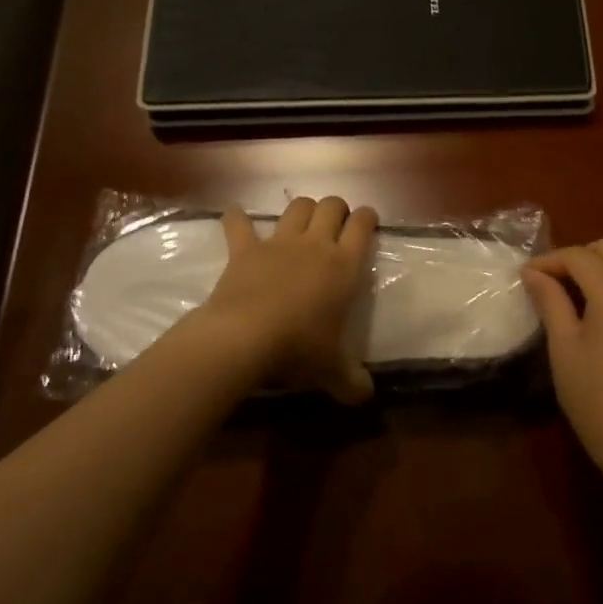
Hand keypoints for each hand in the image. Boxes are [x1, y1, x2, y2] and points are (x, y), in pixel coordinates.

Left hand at [202, 196, 378, 404]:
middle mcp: (315, 245)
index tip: (367, 220)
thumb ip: (352, 381)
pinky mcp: (244, 250)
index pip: (363, 226)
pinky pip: (239, 225)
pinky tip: (234, 214)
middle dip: (336, 208)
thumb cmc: (298, 348)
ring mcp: (278, 243)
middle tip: (336, 224)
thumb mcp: (332, 370)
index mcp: (344, 266)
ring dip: (302, 209)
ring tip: (302, 220)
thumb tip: (365, 396)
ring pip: (296, 208)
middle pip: (331, 206)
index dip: (367, 218)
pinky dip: (236, 218)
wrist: (245, 337)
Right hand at [522, 240, 602, 479]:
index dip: (550, 260)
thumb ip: (550, 300)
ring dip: (600, 267)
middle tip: (550, 281)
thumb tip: (532, 272)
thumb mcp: (563, 345)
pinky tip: (599, 308)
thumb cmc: (592, 393)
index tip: (526, 275)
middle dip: (577, 256)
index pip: (579, 257)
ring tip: (572, 291)